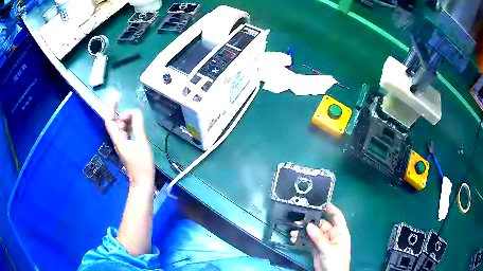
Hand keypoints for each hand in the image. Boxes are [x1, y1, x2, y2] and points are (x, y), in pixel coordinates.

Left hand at [105, 103, 153, 188]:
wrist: (142, 182)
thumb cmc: (142, 164)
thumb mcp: (142, 143)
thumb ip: (138, 126)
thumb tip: (136, 112)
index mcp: (118, 139)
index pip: (110, 121)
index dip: (111, 109)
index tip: (116, 99)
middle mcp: (117, 141)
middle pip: (115, 123)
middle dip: (122, 115)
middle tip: (134, 114)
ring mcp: (121, 145)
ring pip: (120, 129)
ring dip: (126, 121)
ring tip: (137, 119)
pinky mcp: (126, 149)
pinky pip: (125, 134)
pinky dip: (129, 128)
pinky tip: (137, 128)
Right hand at [291, 204, 350, 270]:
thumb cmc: (336, 261)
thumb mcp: (329, 249)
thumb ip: (319, 238)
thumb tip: (309, 225)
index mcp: (340, 232)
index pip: (337, 216)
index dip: (330, 209)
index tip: (320, 203)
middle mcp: (332, 234)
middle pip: (321, 224)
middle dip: (311, 222)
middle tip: (298, 220)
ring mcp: (323, 241)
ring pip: (313, 232)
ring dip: (304, 231)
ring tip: (294, 231)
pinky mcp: (316, 248)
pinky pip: (309, 240)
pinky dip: (302, 239)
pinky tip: (295, 238)